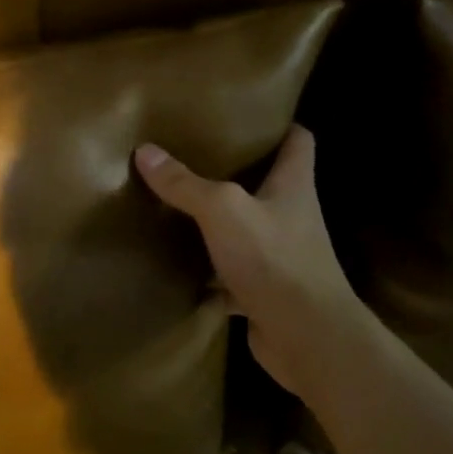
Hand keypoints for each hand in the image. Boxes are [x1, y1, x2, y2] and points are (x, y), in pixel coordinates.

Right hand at [134, 125, 361, 404]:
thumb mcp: (223, 211)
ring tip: (178, 206)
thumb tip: (145, 151)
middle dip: (236, 172)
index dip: (278, 124)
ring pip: (246, 230)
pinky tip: (179, 267)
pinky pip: (231, 275)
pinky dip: (209, 272)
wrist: (306, 337)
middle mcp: (291, 217)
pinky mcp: (264, 292)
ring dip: (218, 224)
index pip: (298, 140)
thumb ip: (185, 184)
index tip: (245, 116)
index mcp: (293, 186)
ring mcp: (280, 257)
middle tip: (194, 157)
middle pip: (268, 184)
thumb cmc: (274, 260)